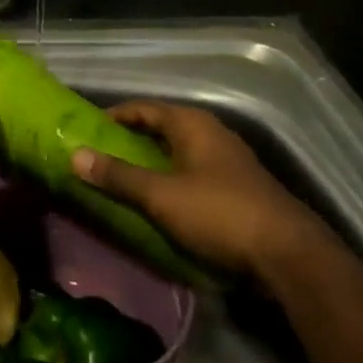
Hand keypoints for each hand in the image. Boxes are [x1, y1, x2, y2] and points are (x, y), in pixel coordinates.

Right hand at [71, 101, 321, 277]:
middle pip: (161, 129)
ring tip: (121, 181)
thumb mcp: (161, 196)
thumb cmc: (219, 213)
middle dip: (130, 142)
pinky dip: (170, 182)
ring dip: (150, 165)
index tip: (87, 129)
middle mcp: (210, 133)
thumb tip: (75, 155)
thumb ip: (118, 176)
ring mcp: (227, 161)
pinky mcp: (237, 188)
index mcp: (191, 124)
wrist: (287, 255)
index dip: (114, 116)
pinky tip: (158, 204)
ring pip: (177, 154)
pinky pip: (192, 175)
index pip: (143, 108)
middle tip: (98, 157)